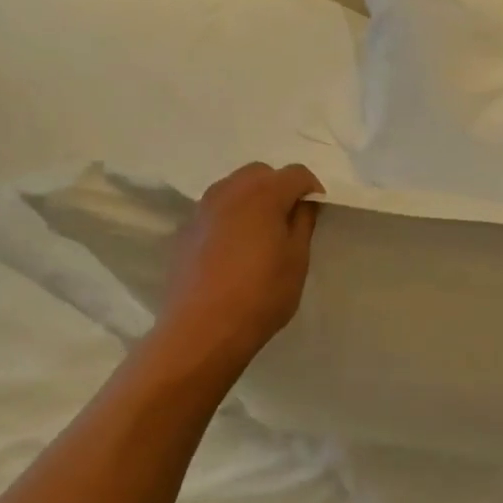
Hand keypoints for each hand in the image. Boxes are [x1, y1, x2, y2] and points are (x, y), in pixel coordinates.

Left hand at [154, 162, 322, 373]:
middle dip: (279, 188)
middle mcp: (229, 191)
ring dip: (252, 200)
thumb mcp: (297, 261)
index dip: (312, 189)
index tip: (317, 213)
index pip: (296, 173)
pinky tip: (234, 249)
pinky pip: (215, 210)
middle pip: (260, 173)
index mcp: (263, 194)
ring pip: (234, 188)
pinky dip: (230, 217)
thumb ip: (303, 223)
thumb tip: (303, 204)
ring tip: (261, 234)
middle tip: (289, 220)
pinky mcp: (186, 230)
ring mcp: (202, 209)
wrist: (202, 329)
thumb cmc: (261, 295)